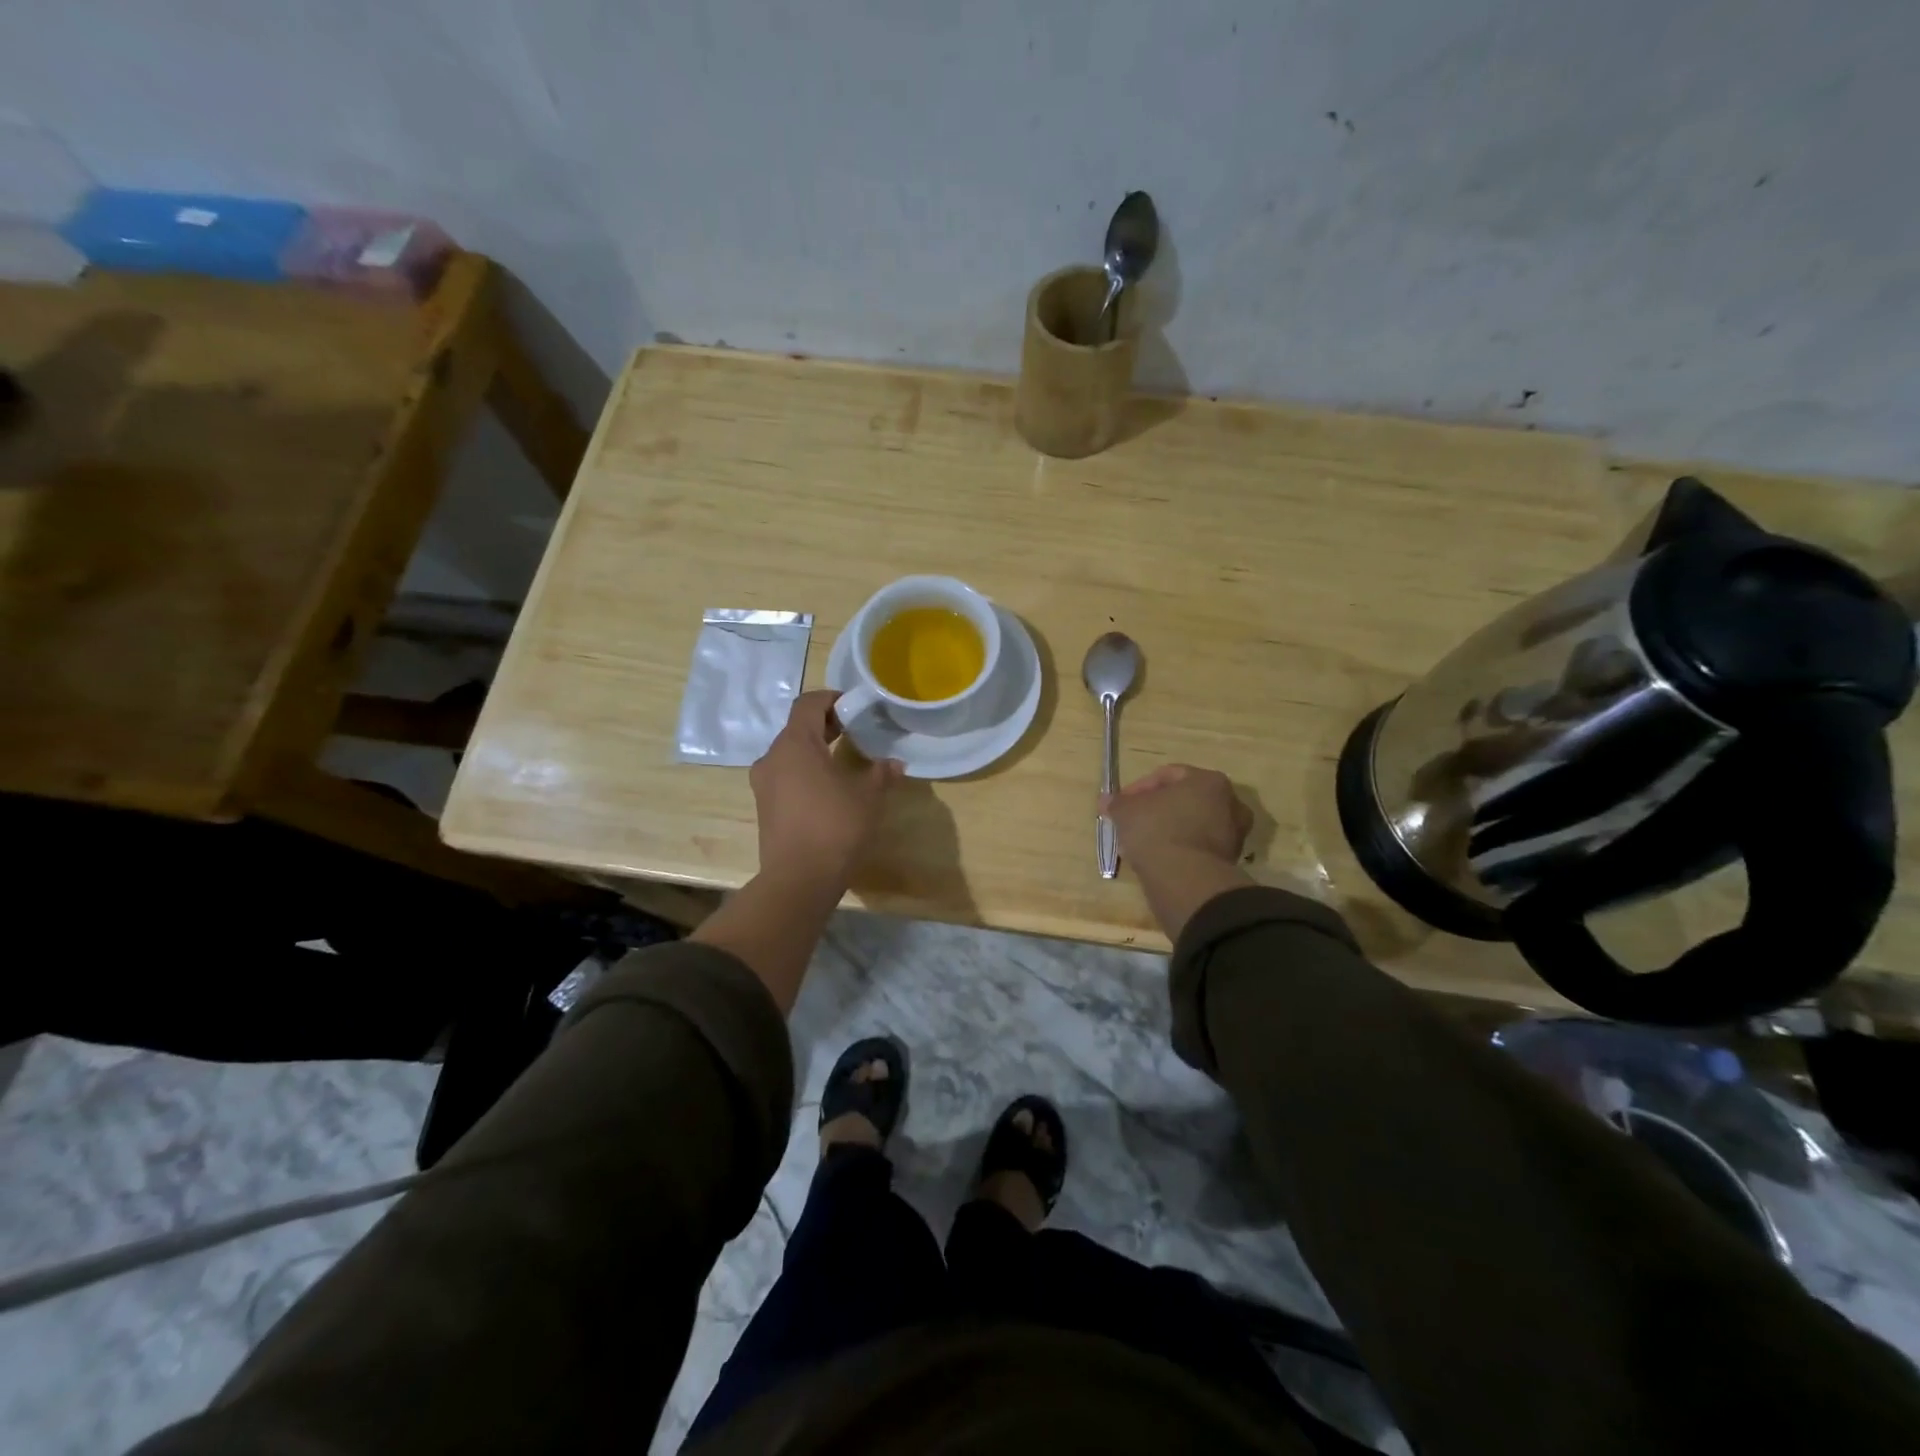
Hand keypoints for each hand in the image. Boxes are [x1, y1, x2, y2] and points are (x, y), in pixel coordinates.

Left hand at [750, 690, 903, 886]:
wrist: (799, 880)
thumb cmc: (835, 826)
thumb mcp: (869, 797)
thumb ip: (881, 773)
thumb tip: (895, 763)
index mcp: (794, 744)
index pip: (808, 703)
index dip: (832, 699)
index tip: (855, 708)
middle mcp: (772, 758)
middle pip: (797, 728)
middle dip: (826, 725)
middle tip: (855, 731)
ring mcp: (764, 784)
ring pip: (790, 754)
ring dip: (815, 751)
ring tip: (844, 762)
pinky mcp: (765, 808)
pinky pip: (785, 777)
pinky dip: (806, 773)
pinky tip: (829, 790)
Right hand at [1104, 765, 1253, 940]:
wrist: (1185, 880)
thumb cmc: (1158, 831)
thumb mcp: (1126, 811)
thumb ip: (1117, 802)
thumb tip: (1107, 801)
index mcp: (1209, 781)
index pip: (1168, 775)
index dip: (1138, 788)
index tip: (1121, 804)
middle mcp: (1229, 803)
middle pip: (1183, 800)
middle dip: (1155, 810)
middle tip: (1132, 822)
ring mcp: (1233, 834)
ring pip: (1191, 825)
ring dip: (1167, 830)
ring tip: (1140, 844)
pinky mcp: (1228, 862)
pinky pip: (1196, 847)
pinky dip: (1178, 850)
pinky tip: (1156, 859)